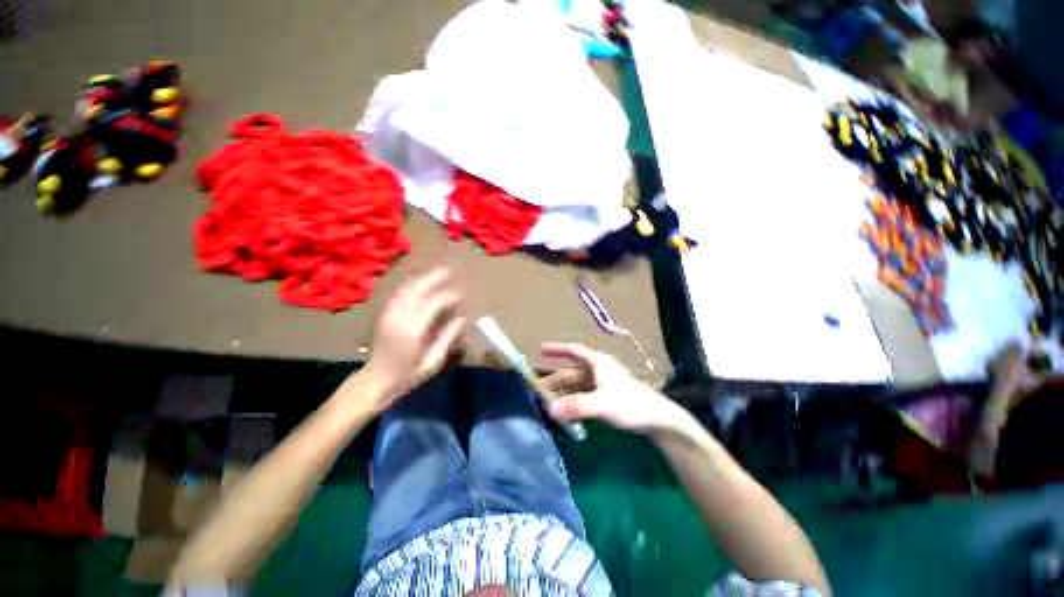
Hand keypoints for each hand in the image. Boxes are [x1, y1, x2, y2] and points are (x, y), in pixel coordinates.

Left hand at [362, 268, 465, 410]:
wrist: (376, 380)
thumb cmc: (408, 375)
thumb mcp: (433, 361)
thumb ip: (448, 337)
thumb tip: (462, 318)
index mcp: (412, 330)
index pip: (434, 302)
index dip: (450, 295)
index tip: (463, 292)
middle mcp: (398, 317)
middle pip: (417, 288)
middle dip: (434, 277)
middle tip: (450, 270)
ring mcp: (389, 313)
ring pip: (407, 287)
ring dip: (423, 278)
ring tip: (439, 272)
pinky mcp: (384, 314)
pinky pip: (400, 292)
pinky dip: (413, 284)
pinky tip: (422, 282)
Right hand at [540, 343, 688, 435]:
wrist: (658, 419)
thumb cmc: (631, 404)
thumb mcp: (603, 404)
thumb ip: (577, 406)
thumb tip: (550, 409)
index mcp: (597, 363)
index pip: (573, 350)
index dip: (557, 349)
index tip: (541, 349)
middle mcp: (598, 370)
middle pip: (571, 371)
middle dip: (555, 379)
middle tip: (537, 388)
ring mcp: (603, 383)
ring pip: (576, 384)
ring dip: (563, 392)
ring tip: (547, 402)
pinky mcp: (607, 396)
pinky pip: (583, 395)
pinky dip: (573, 401)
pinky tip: (566, 411)